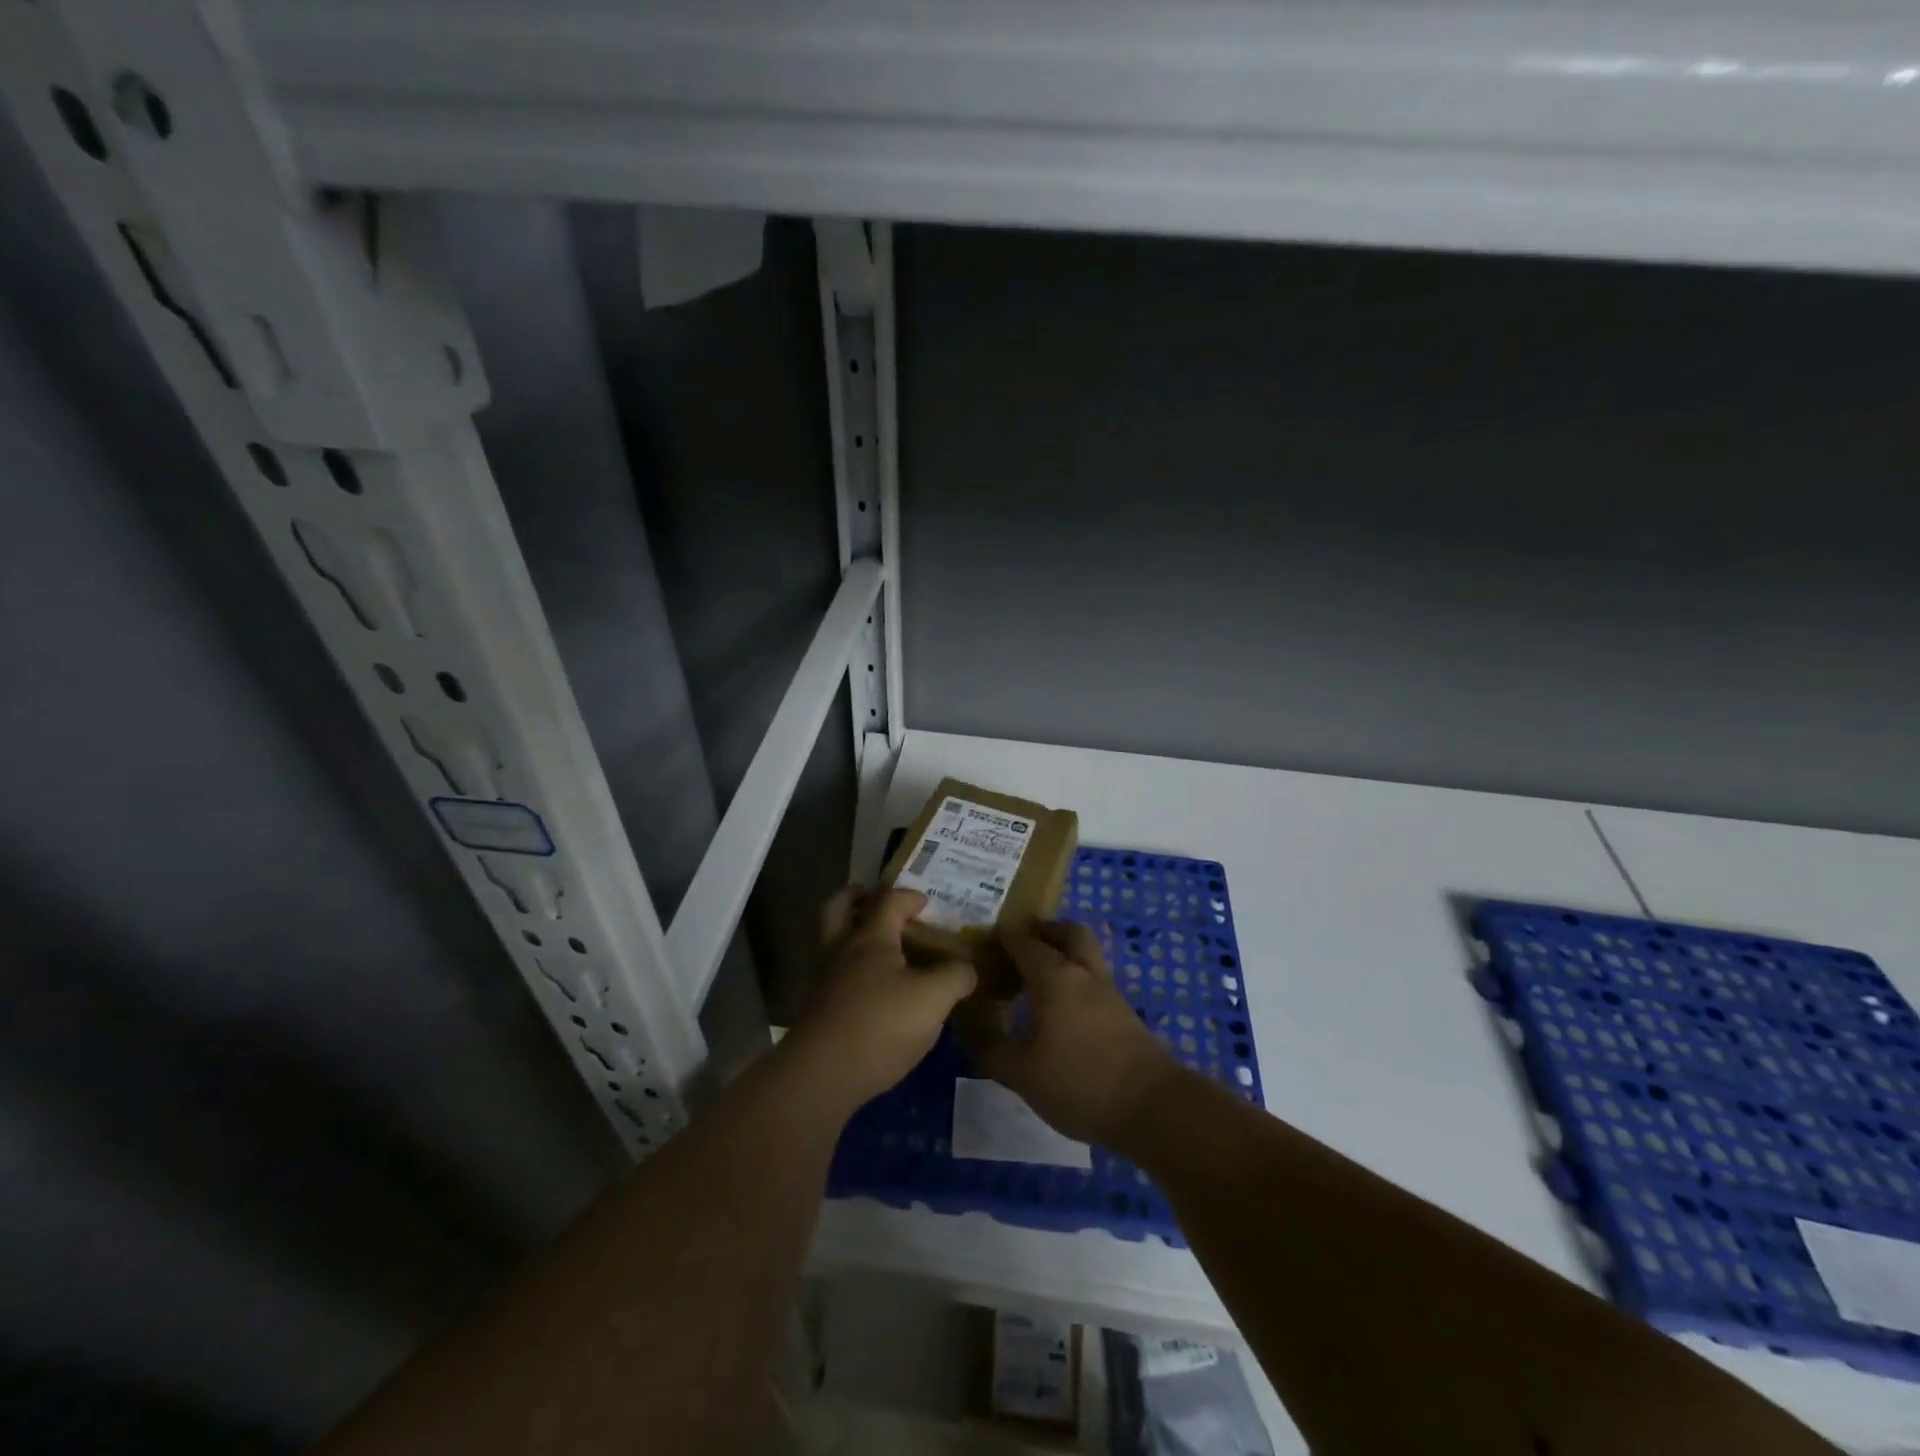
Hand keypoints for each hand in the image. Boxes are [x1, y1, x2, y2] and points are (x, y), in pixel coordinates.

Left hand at [785, 887, 976, 1112]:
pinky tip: (877, 995)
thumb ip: (955, 977)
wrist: (822, 1076)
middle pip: (838, 909)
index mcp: (870, 938)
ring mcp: (826, 982)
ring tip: (885, 952)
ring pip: (834, 944)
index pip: (888, 901)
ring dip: (853, 937)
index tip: (926, 902)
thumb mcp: (933, 999)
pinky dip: (854, 974)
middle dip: (855, 898)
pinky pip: (837, 978)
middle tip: (873, 899)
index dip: (909, 896)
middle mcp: (842, 951)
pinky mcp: (820, 1012)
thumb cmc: (880, 1024)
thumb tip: (967, 969)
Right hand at [959, 920, 1183, 1148]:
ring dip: (1064, 953)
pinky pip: (1094, 980)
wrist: (1152, 1107)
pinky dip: (1076, 979)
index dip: (1002, 937)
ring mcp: (1109, 991)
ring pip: (1086, 955)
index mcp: (1054, 976)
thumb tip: (967, 1025)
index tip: (983, 941)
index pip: (1024, 941)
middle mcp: (1083, 973)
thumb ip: (991, 1048)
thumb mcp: (1022, 1073)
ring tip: (1038, 976)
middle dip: (1046, 930)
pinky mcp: (1124, 1013)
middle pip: (1068, 932)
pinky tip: (1062, 1008)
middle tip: (1022, 943)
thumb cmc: (1079, 1082)